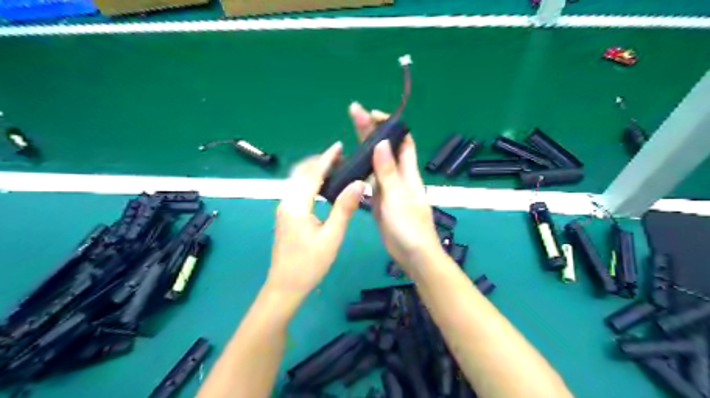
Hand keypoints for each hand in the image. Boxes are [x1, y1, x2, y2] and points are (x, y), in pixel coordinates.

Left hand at [268, 141, 365, 299]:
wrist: (284, 287)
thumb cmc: (310, 264)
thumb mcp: (332, 237)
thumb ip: (344, 208)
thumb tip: (359, 184)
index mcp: (297, 205)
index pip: (313, 174)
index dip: (326, 158)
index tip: (339, 146)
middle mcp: (286, 202)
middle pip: (301, 173)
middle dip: (319, 162)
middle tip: (341, 158)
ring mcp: (283, 209)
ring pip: (298, 181)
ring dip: (314, 171)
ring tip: (336, 169)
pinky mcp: (285, 216)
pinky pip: (297, 191)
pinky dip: (310, 182)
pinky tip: (323, 188)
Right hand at [347, 102, 442, 270]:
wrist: (412, 254)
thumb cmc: (409, 226)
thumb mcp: (398, 197)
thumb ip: (388, 172)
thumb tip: (381, 143)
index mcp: (408, 172)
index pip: (402, 141)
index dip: (390, 126)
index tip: (372, 114)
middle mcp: (399, 176)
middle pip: (385, 149)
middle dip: (371, 131)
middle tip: (353, 112)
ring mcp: (389, 188)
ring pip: (376, 164)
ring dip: (364, 149)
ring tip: (348, 137)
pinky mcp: (380, 201)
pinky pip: (370, 181)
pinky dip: (361, 171)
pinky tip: (350, 167)